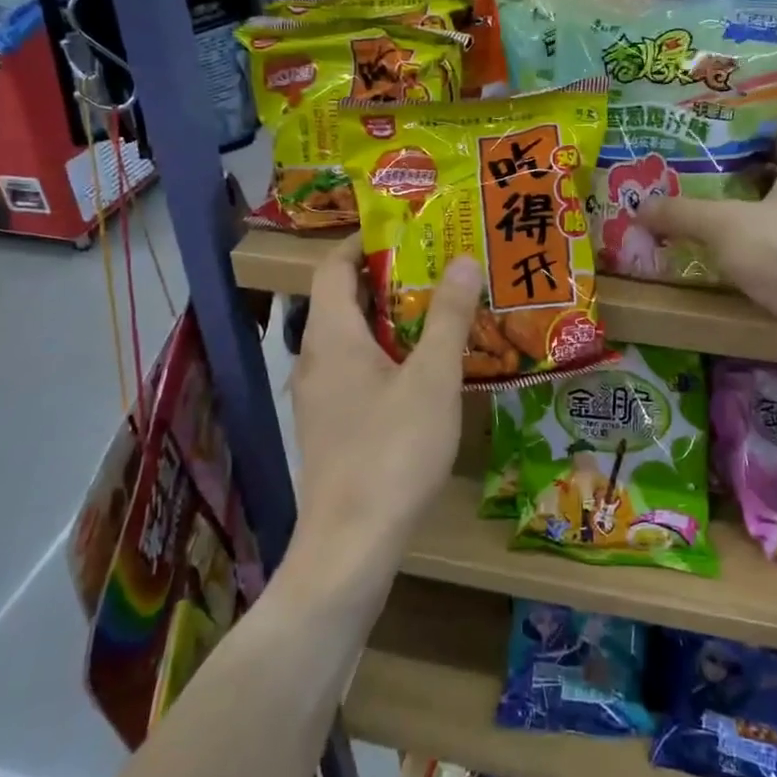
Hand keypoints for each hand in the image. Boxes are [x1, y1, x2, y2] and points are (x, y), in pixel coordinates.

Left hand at [286, 235, 482, 572]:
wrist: (351, 545)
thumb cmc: (392, 450)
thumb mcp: (432, 378)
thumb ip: (447, 316)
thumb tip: (462, 258)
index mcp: (331, 336)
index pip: (333, 266)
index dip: (362, 242)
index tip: (403, 231)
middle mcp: (314, 359)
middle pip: (341, 301)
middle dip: (385, 279)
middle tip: (434, 268)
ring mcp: (318, 397)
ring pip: (349, 339)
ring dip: (387, 320)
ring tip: (434, 314)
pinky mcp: (329, 428)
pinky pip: (352, 372)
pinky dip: (382, 356)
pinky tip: (420, 374)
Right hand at [638, 130, 776, 350]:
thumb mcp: (722, 225)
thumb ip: (680, 212)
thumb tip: (638, 208)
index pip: (769, 136)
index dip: (731, 142)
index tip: (692, 151)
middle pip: (771, 174)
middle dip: (729, 181)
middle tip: (683, 184)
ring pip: (776, 211)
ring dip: (740, 216)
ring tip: (693, 217)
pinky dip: (755, 246)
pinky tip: (720, 254)